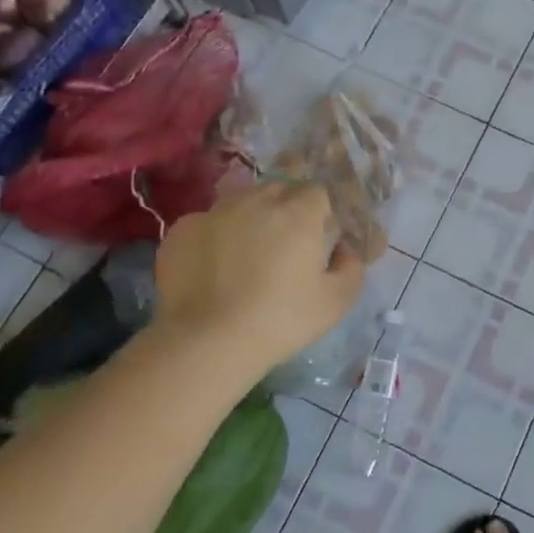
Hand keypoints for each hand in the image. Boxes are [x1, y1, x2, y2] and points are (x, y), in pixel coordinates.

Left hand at [154, 181, 372, 377]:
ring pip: (240, 202)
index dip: (320, 212)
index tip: (318, 237)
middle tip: (285, 246)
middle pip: (279, 190)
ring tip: (246, 255)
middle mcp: (257, 200)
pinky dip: (215, 237)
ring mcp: (215, 211)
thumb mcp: (336, 302)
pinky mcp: (182, 229)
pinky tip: (213, 268)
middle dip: (286, 209)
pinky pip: (207, 223)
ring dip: (249, 219)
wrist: (206, 342)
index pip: (317, 192)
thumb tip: (345, 251)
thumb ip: (351, 267)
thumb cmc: (280, 321)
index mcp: (299, 213)